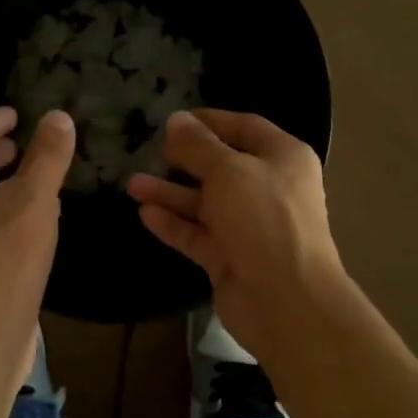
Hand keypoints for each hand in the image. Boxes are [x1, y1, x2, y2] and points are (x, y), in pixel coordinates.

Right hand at [126, 109, 346, 367]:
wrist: (285, 298)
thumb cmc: (263, 218)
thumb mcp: (228, 170)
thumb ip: (198, 145)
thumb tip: (176, 120)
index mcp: (283, 158)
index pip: (245, 127)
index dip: (209, 120)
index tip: (173, 119)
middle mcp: (268, 188)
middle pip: (222, 166)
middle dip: (184, 159)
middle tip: (150, 150)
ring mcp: (249, 226)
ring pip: (205, 203)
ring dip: (170, 193)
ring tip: (133, 184)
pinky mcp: (230, 258)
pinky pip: (198, 234)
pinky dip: (174, 224)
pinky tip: (145, 214)